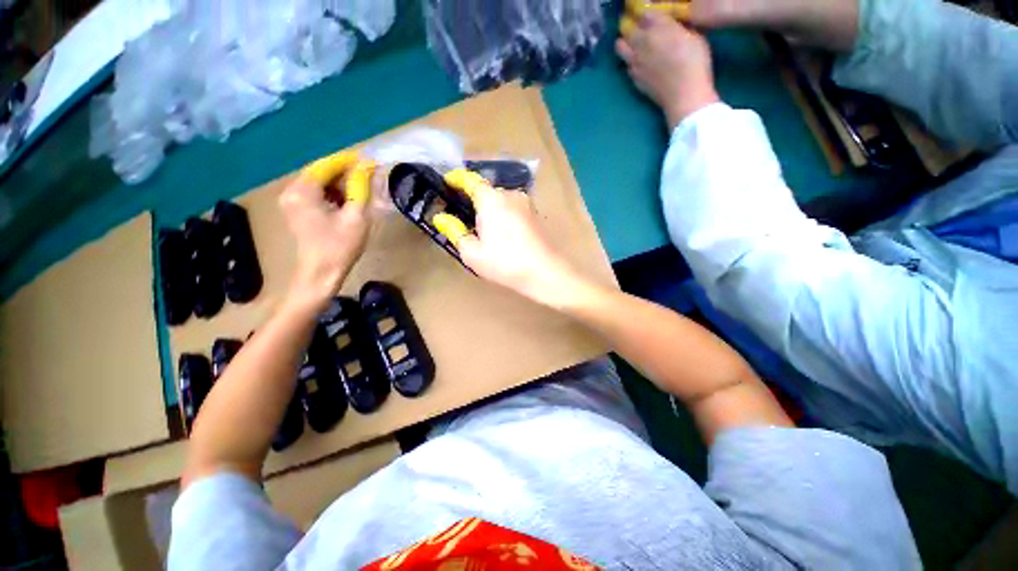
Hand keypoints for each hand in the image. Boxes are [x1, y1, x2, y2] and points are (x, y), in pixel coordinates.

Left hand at [279, 171, 371, 308]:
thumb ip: (361, 189)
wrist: (321, 274)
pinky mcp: (296, 211)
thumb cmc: (340, 247)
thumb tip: (368, 167)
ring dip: (339, 183)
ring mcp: (291, 202)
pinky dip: (331, 193)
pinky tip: (346, 201)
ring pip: (318, 183)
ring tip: (360, 190)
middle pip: (320, 172)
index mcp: (303, 191)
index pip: (326, 165)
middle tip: (367, 176)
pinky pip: (315, 193)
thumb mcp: (357, 217)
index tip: (368, 159)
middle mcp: (291, 191)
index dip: (348, 160)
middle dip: (344, 172)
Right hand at [444, 175, 577, 306]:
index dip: (457, 179)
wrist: (544, 272)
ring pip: (501, 201)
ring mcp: (526, 203)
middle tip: (466, 219)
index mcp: (491, 200)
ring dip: (491, 209)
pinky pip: (513, 208)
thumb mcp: (472, 252)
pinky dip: (504, 215)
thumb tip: (441, 218)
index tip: (448, 182)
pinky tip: (504, 234)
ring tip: (485, 231)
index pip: (470, 180)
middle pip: (487, 191)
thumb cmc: (504, 263)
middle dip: (475, 201)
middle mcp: (510, 195)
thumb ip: (455, 232)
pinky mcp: (535, 214)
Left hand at [616, 13, 719, 128]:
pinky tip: (640, 63)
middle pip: (626, 26)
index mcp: (658, 27)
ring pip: (619, 46)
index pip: (643, 12)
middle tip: (638, 26)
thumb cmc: (695, 62)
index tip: (648, 14)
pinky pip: (626, 65)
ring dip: (625, 42)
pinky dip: (630, 61)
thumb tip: (669, 22)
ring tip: (634, 44)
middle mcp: (641, 42)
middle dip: (630, 24)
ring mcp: (634, 62)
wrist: (683, 94)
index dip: (644, 12)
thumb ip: (676, 26)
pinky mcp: (633, 78)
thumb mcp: (694, 35)